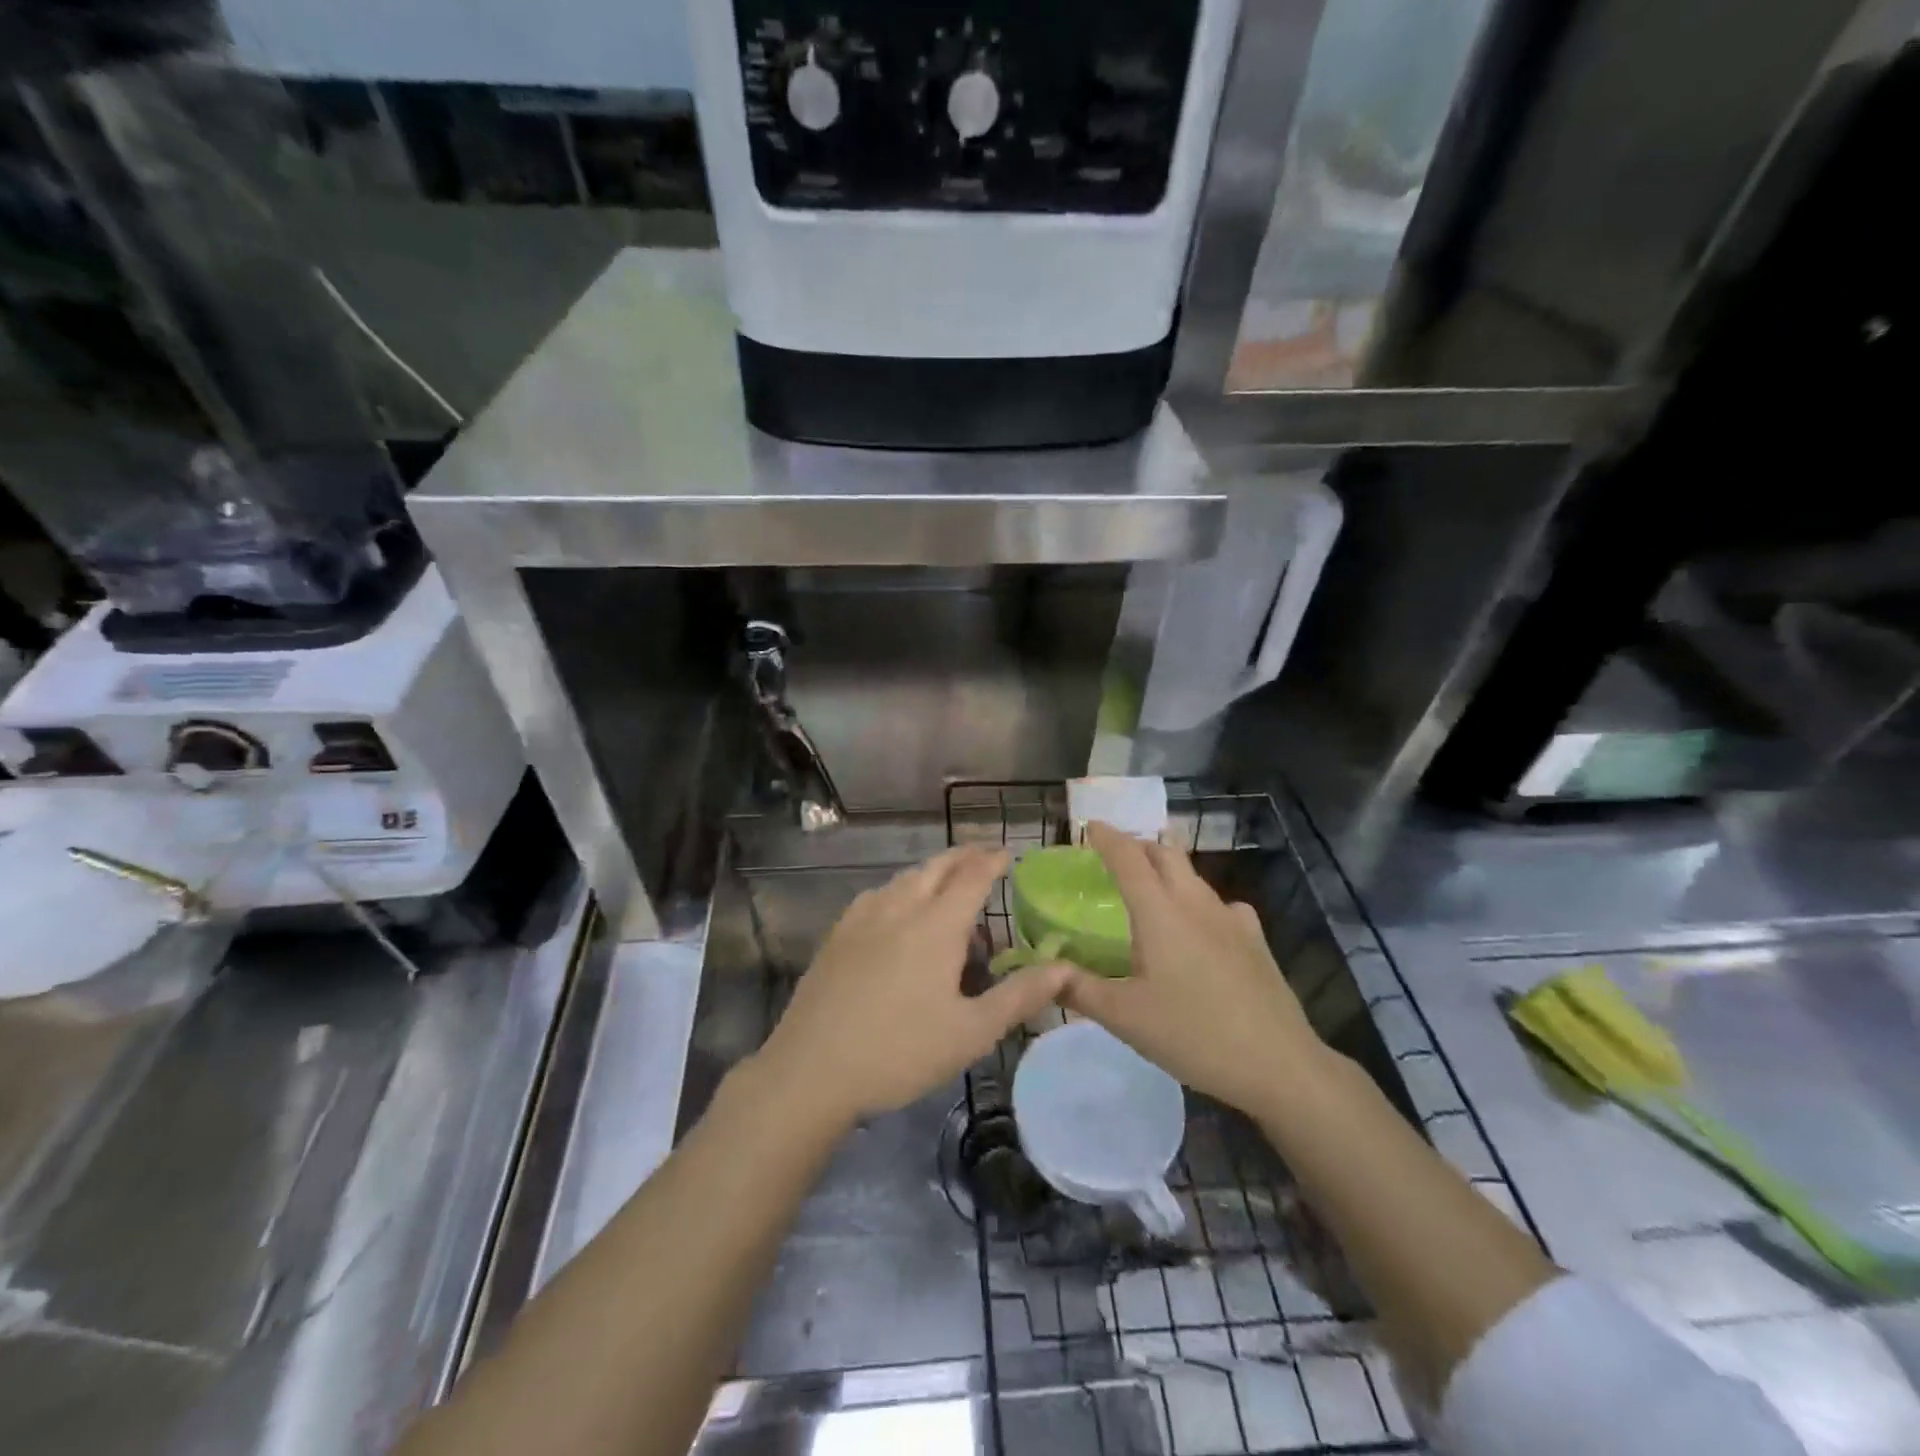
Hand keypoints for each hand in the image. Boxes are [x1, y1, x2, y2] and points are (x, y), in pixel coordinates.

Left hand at [754, 845, 1071, 1130]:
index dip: (993, 861)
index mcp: (936, 925)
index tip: (1010, 853)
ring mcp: (862, 918)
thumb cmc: (900, 1052)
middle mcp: (899, 908)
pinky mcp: (837, 934)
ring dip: (931, 873)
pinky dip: (900, 890)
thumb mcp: (971, 1032)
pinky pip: (877, 895)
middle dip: (964, 857)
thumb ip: (1020, 995)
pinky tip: (897, 912)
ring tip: (947, 887)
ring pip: (904, 878)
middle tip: (984, 858)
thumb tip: (1066, 967)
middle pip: (936, 867)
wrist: (811, 1071)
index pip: (972, 876)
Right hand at [1061, 822, 1328, 1115]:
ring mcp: (1231, 919)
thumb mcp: (1124, 1017)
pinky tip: (1201, 930)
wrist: (1277, 1064)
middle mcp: (1196, 903)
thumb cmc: (1192, 1034)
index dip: (1107, 837)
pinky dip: (1199, 903)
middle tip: (1116, 857)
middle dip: (1139, 846)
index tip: (1090, 825)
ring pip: (1194, 877)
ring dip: (1168, 871)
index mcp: (1160, 912)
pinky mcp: (1255, 939)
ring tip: (1151, 893)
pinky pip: (1221, 905)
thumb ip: (1079, 988)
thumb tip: (1044, 970)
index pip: (1128, 858)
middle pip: (1166, 853)